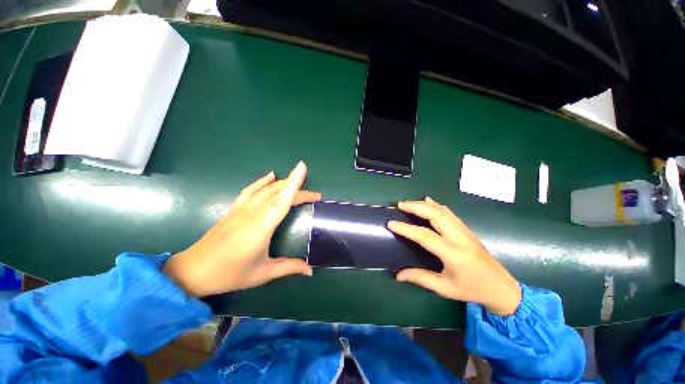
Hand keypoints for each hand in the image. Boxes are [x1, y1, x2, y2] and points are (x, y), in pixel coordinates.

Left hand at [163, 161, 320, 296]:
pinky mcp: (235, 208)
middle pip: (278, 193)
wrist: (192, 271)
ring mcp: (241, 209)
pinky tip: (271, 175)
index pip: (281, 201)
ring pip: (266, 189)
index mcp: (260, 228)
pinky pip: (251, 190)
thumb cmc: (229, 273)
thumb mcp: (262, 273)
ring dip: (284, 183)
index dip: (294, 184)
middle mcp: (252, 213)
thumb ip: (289, 267)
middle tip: (315, 196)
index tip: (302, 168)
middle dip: (298, 189)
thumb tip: (310, 270)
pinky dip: (262, 181)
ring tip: (299, 183)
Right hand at [388, 197, 520, 315]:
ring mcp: (465, 231)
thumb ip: (420, 278)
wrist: (502, 288)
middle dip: (416, 207)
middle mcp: (459, 238)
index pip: (424, 236)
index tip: (391, 223)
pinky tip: (429, 201)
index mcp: (453, 254)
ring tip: (410, 203)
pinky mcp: (467, 230)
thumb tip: (398, 275)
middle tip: (400, 204)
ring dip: (425, 204)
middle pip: (436, 215)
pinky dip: (437, 205)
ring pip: (443, 211)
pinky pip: (450, 213)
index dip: (406, 229)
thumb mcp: (445, 288)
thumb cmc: (472, 289)